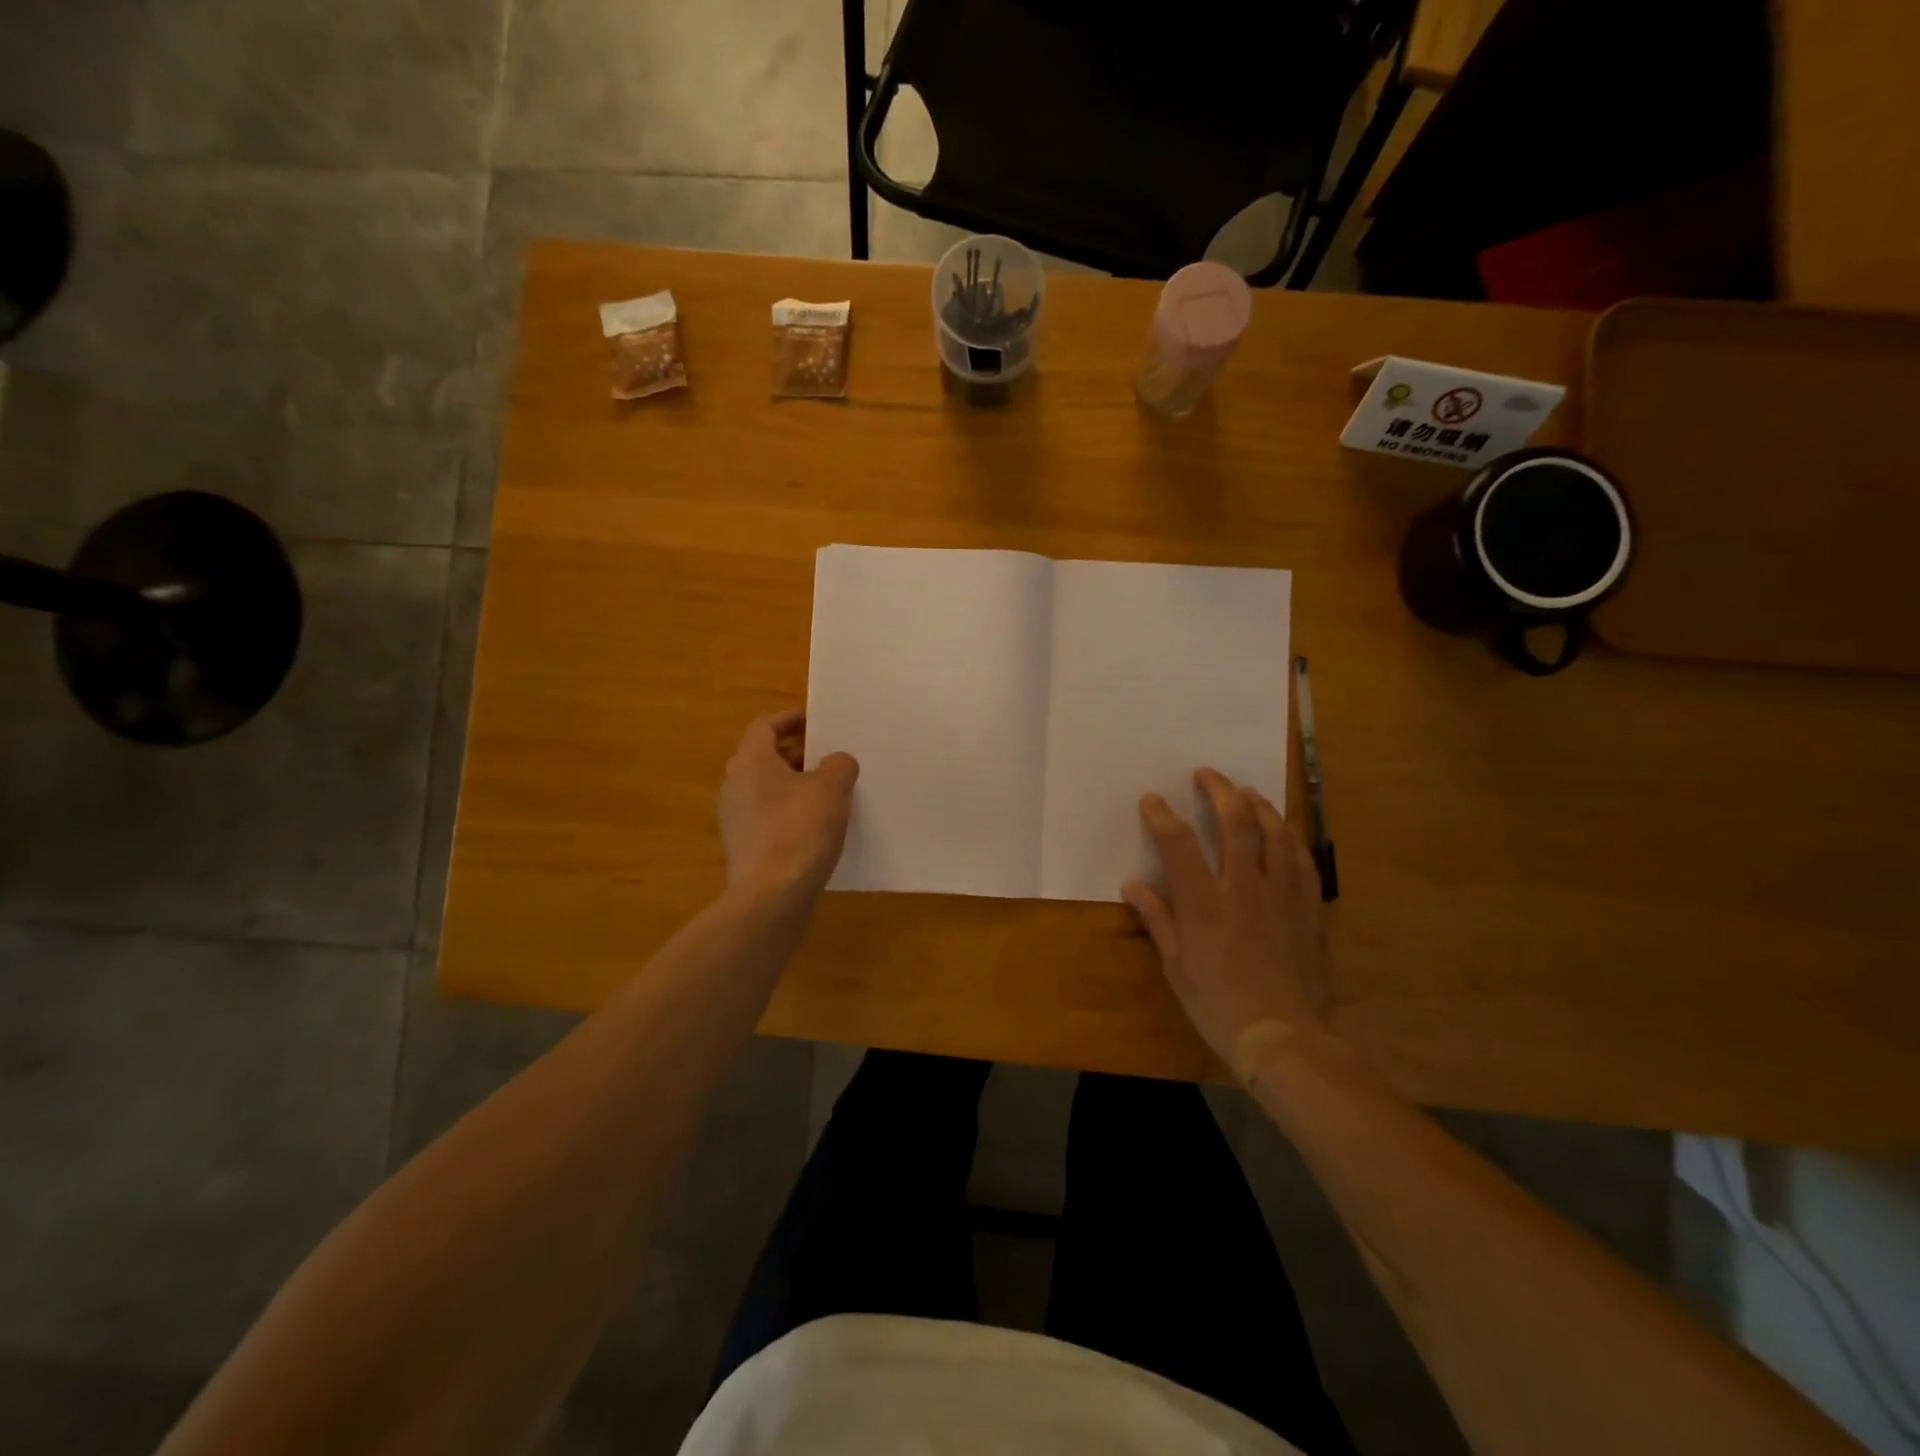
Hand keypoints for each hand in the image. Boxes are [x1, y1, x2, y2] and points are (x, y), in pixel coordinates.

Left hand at [718, 711, 858, 905]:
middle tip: (830, 756)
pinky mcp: (743, 847)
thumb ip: (838, 764)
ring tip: (829, 792)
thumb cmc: (800, 831)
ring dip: (795, 785)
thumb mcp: (832, 788)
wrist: (771, 897)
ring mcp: (735, 819)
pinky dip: (789, 812)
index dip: (792, 720)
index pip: (765, 726)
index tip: (818, 721)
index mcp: (750, 762)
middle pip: (765, 757)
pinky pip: (768, 817)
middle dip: (798, 753)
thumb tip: (835, 762)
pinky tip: (816, 827)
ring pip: (767, 789)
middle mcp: (734, 785)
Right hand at [1122, 768, 1331, 1066]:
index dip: (1162, 815)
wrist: (1281, 1036)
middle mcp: (1243, 888)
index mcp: (1204, 903)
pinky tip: (1285, 832)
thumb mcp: (1176, 965)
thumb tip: (1133, 885)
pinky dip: (1291, 840)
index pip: (1178, 843)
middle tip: (1207, 774)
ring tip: (1247, 792)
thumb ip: (1157, 919)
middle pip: (1235, 823)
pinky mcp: (1308, 909)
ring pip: (1275, 834)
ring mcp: (1281, 896)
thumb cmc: (1217, 1004)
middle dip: (1219, 791)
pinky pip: (1303, 863)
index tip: (1152, 799)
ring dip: (1259, 806)